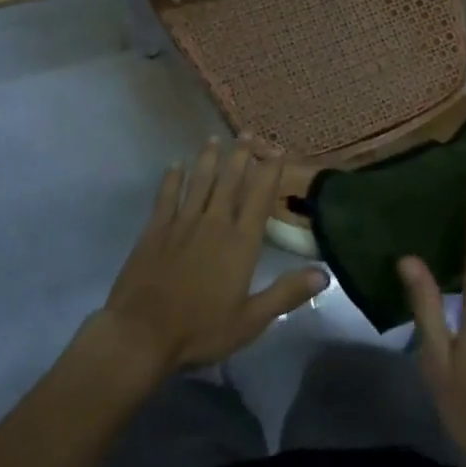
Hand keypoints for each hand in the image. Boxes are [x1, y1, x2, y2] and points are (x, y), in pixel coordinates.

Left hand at [88, 140, 329, 380]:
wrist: (141, 334)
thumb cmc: (201, 330)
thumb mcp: (251, 320)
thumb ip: (286, 293)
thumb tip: (324, 274)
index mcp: (240, 241)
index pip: (260, 196)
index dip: (270, 170)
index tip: (278, 149)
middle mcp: (214, 222)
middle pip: (230, 180)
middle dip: (241, 154)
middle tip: (248, 132)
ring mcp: (183, 222)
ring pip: (200, 181)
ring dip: (208, 158)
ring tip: (215, 139)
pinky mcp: (156, 229)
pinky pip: (167, 196)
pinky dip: (172, 178)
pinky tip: (175, 166)